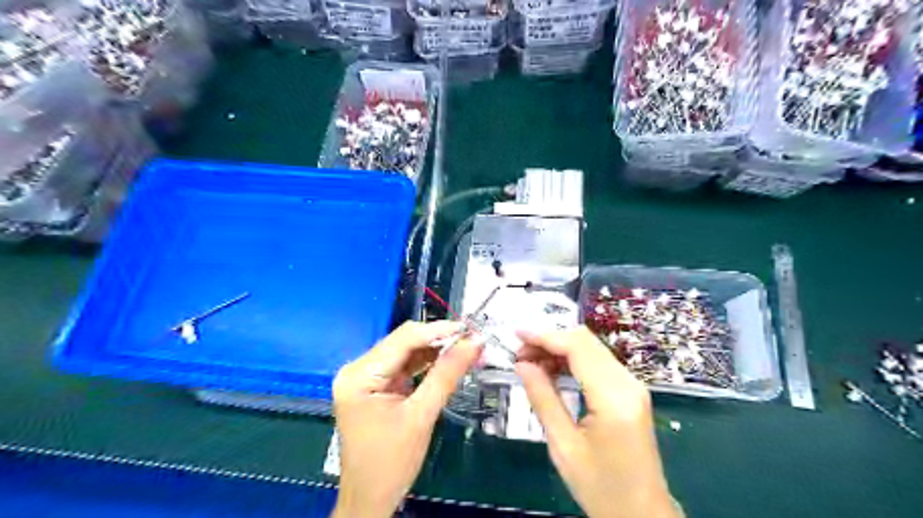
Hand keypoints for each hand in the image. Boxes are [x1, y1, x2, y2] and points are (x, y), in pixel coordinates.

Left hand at [332, 323, 483, 515]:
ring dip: (435, 350)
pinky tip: (447, 361)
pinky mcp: (375, 387)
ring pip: (405, 352)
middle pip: (403, 342)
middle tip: (471, 340)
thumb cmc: (391, 463)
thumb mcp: (421, 416)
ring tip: (465, 348)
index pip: (403, 339)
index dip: (438, 330)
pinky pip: (403, 367)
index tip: (469, 328)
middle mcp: (357, 369)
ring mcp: (365, 377)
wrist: (370, 500)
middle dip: (438, 339)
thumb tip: (473, 342)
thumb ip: (446, 375)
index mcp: (359, 375)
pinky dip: (426, 363)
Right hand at [519, 327, 675, 517]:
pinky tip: (552, 371)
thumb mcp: (563, 446)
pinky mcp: (630, 391)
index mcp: (613, 398)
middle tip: (520, 354)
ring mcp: (633, 385)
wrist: (642, 514)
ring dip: (559, 349)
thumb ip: (543, 398)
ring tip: (530, 363)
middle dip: (549, 340)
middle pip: (585, 341)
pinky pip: (597, 362)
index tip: (516, 334)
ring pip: (591, 348)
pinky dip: (572, 360)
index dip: (544, 335)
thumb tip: (522, 364)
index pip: (577, 347)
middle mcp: (628, 383)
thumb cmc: (601, 488)